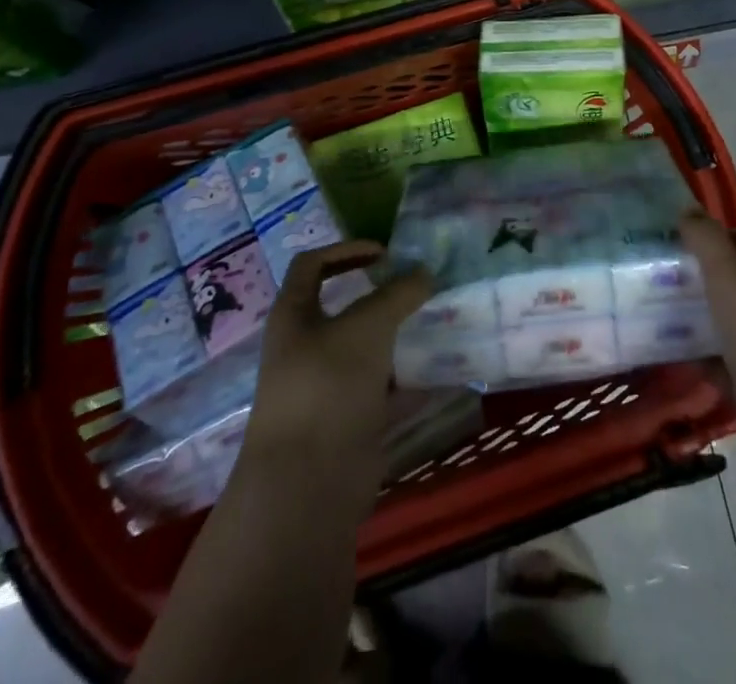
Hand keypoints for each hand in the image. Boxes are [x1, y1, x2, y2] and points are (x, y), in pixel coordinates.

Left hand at [241, 241, 433, 496]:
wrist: (308, 485)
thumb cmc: (328, 386)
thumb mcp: (367, 327)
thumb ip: (398, 295)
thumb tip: (424, 272)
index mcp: (293, 315)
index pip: (312, 265)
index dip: (346, 250)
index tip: (385, 253)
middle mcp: (305, 347)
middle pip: (344, 308)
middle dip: (381, 296)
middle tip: (418, 287)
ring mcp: (326, 386)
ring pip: (366, 350)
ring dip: (398, 336)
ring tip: (436, 322)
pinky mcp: (348, 422)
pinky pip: (382, 390)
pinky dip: (409, 380)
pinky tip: (442, 370)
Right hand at [680, 214, 735, 498]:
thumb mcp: (734, 284)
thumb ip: (709, 244)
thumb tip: (688, 209)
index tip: (715, 239)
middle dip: (718, 277)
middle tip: (675, 272)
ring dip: (706, 319)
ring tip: (662, 309)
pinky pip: (729, 370)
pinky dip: (704, 362)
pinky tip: (671, 357)